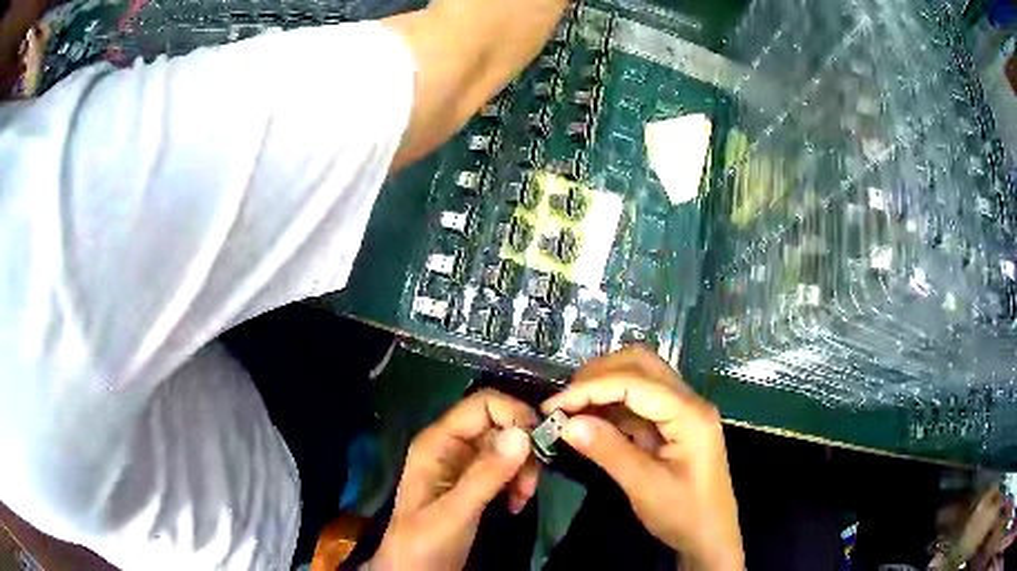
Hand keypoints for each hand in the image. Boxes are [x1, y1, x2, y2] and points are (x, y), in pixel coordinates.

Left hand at [369, 390, 539, 570]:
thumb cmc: (424, 542)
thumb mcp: (455, 512)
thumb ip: (485, 475)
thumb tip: (523, 433)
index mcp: (438, 442)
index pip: (483, 405)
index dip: (515, 415)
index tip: (540, 445)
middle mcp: (452, 445)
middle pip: (501, 424)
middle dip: (524, 449)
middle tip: (531, 483)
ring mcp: (465, 464)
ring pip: (508, 447)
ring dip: (524, 469)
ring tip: (522, 499)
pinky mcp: (476, 482)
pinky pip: (507, 468)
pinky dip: (519, 482)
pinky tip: (516, 504)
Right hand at [542, 346, 743, 570]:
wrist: (710, 536)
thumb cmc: (684, 514)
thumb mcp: (645, 487)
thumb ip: (608, 451)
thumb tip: (567, 424)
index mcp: (689, 414)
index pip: (635, 382)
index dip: (590, 388)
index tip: (552, 407)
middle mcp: (688, 401)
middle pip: (641, 365)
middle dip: (598, 375)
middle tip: (563, 401)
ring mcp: (681, 411)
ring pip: (639, 378)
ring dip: (603, 386)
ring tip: (570, 408)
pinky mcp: (672, 424)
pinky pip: (639, 402)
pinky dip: (611, 404)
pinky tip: (590, 419)